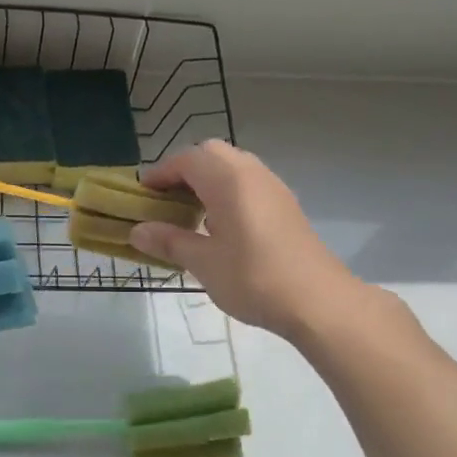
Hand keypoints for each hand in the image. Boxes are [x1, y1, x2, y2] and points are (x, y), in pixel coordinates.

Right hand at [128, 141, 363, 341]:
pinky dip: (226, 191)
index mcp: (228, 180)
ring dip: (206, 180)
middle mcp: (251, 173)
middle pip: (210, 154)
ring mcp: (272, 187)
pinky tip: (219, 225)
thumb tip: (136, 231)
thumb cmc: (255, 279)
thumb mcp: (203, 263)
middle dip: (183, 170)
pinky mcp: (285, 205)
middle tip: (165, 199)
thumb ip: (169, 241)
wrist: (319, 302)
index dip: (160, 173)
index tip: (141, 194)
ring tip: (188, 212)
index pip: (186, 160)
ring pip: (232, 166)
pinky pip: (248, 183)